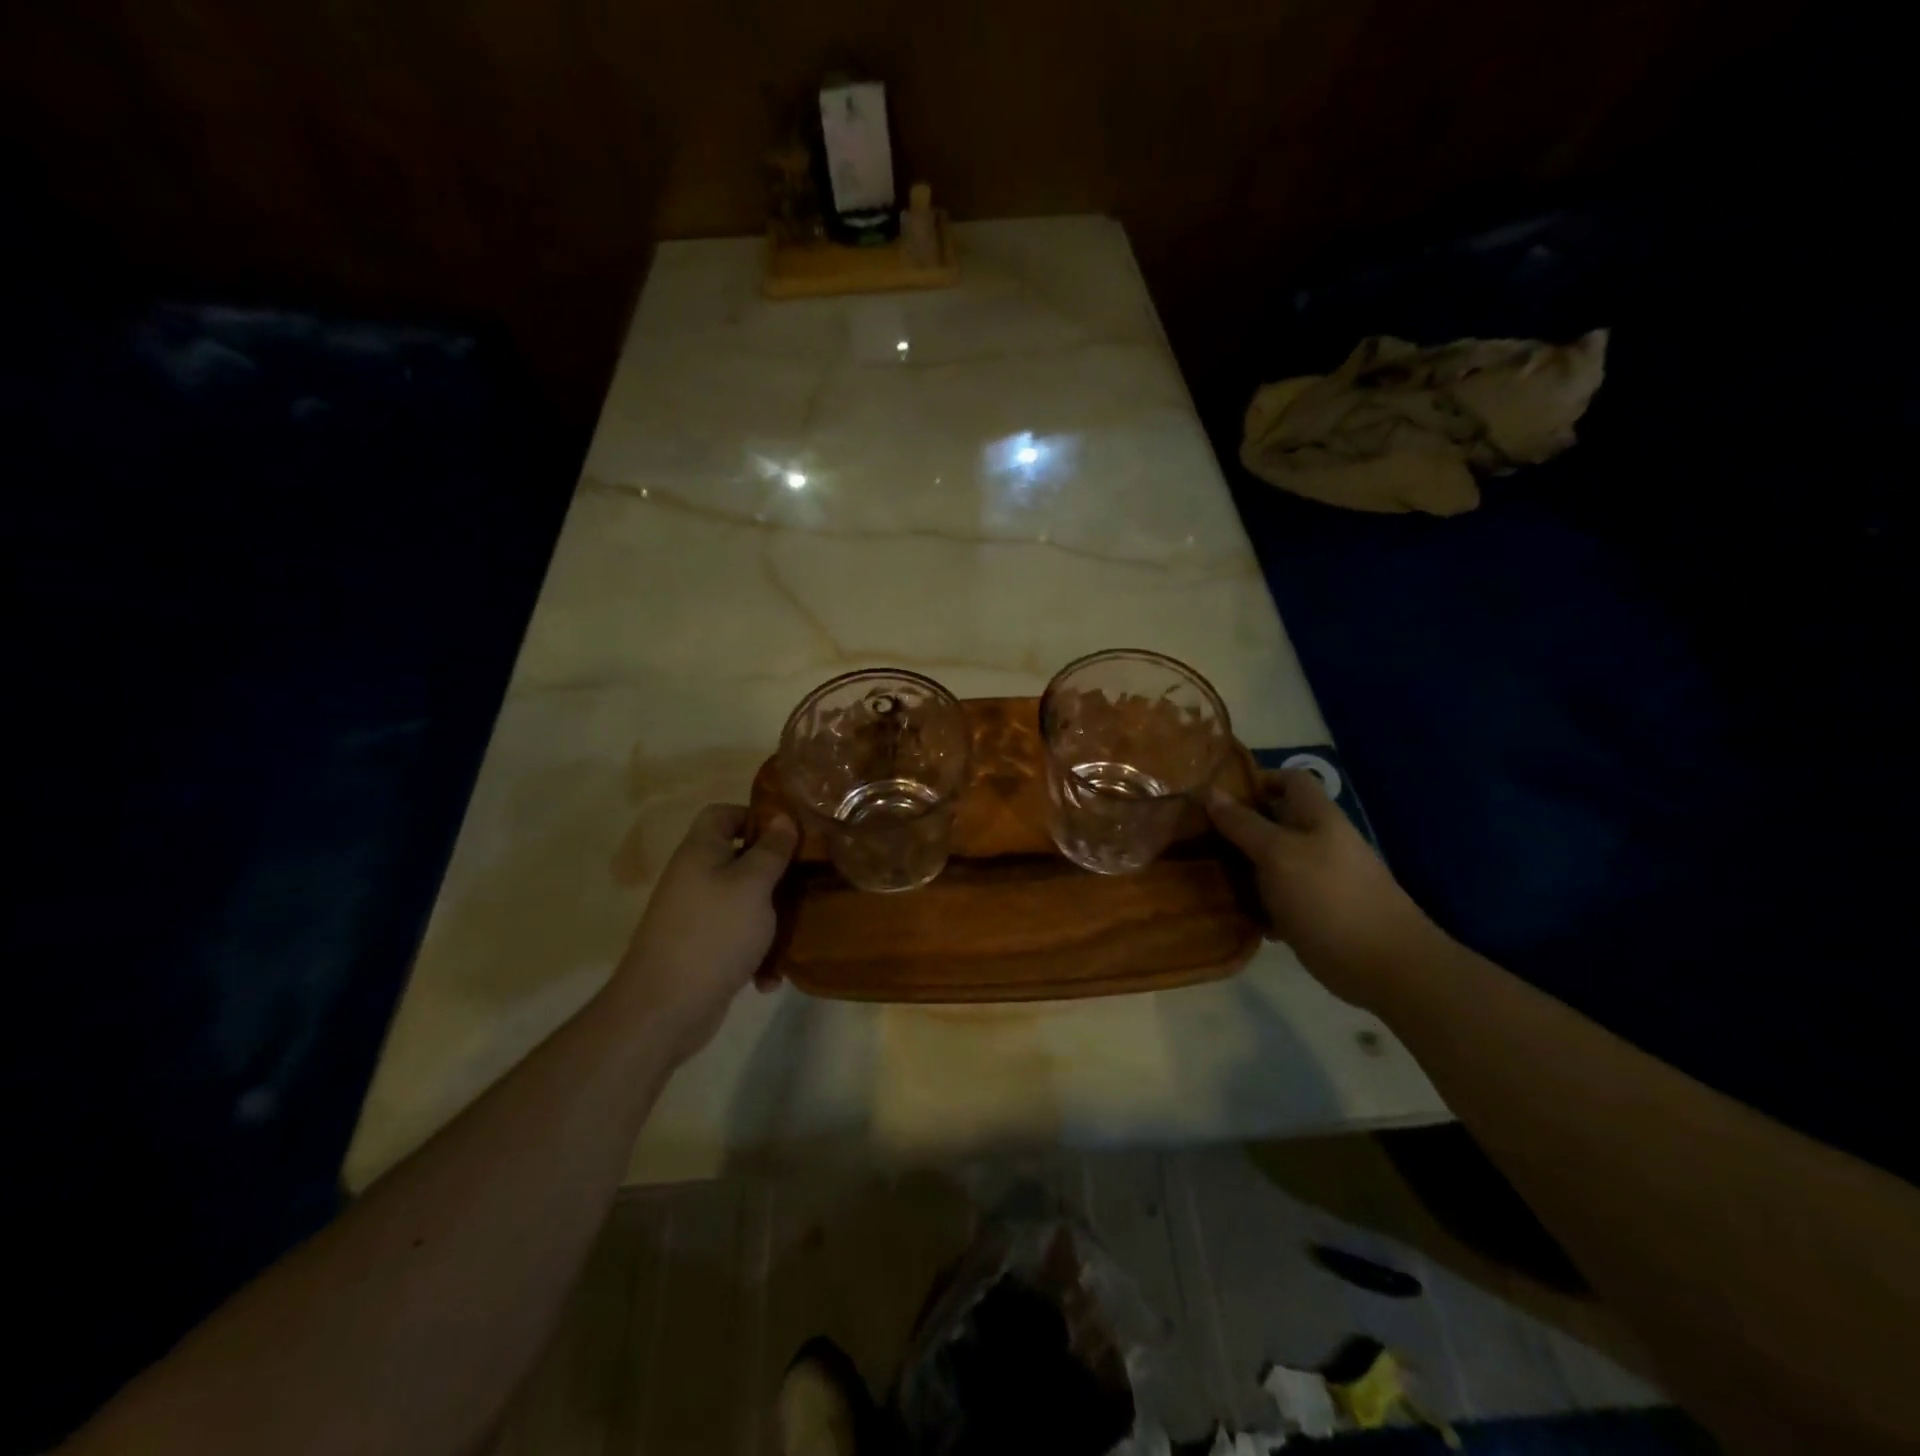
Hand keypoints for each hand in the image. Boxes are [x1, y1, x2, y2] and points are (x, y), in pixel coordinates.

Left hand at [609, 804, 796, 1062]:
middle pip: (739, 859)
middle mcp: (695, 878)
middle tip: (808, 880)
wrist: (664, 1009)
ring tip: (797, 932)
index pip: (723, 814)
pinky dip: (756, 954)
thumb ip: (771, 850)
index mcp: (701, 851)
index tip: (792, 834)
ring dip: (771, 918)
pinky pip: (737, 940)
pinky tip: (770, 977)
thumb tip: (782, 817)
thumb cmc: (714, 933)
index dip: (755, 816)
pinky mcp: (702, 950)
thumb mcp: (753, 884)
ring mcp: (697, 916)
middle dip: (775, 872)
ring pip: (744, 902)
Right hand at [1208, 769, 1433, 1008]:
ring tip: (1203, 872)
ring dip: (1241, 866)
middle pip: (1274, 822)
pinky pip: (1276, 897)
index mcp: (1318, 818)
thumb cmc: (1329, 898)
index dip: (1256, 780)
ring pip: (1271, 861)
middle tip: (1196, 836)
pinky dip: (1254, 901)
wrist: (1386, 967)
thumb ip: (1244, 824)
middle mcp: (1319, 843)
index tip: (1217, 796)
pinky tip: (1230, 910)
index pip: (1289, 780)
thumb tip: (1211, 791)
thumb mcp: (1278, 854)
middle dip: (1237, 827)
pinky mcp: (1314, 913)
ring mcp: (1318, 879)